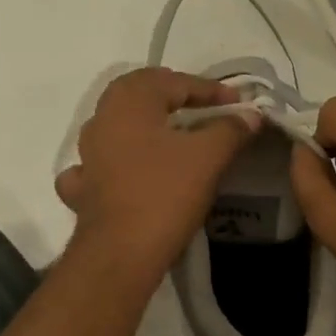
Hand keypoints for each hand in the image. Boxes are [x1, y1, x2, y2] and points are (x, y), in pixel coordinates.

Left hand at [56, 67, 259, 287]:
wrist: (121, 253)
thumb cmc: (165, 194)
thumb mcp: (208, 156)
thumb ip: (230, 129)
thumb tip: (251, 115)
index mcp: (129, 102)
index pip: (174, 82)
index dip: (210, 89)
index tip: (239, 103)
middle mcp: (102, 119)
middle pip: (140, 94)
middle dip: (173, 95)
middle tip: (203, 105)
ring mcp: (88, 154)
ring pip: (118, 125)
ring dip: (146, 124)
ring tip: (173, 133)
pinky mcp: (84, 187)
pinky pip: (101, 163)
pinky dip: (118, 160)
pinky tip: (128, 169)